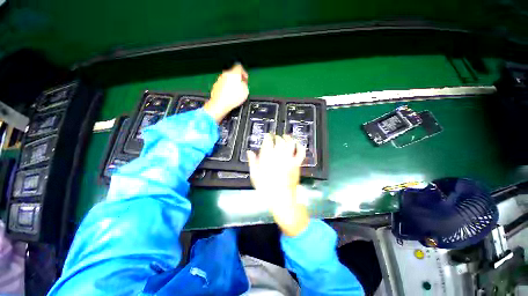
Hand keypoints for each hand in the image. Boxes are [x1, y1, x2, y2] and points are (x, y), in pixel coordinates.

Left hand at [204, 64, 248, 122]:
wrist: (220, 104)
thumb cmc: (232, 98)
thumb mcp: (245, 91)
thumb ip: (245, 84)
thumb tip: (243, 83)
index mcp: (234, 73)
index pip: (240, 67)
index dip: (244, 73)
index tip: (245, 79)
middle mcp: (225, 74)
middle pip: (233, 74)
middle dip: (238, 80)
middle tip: (241, 87)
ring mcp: (219, 80)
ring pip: (227, 79)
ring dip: (232, 84)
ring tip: (235, 93)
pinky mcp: (216, 86)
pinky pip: (223, 85)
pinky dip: (226, 89)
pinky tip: (229, 96)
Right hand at [247, 134, 309, 236]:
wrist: (282, 199)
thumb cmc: (266, 189)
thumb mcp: (255, 176)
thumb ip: (252, 162)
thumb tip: (250, 152)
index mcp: (268, 158)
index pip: (268, 142)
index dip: (268, 137)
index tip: (267, 136)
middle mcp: (279, 156)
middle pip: (279, 141)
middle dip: (277, 137)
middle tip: (276, 137)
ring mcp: (289, 159)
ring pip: (290, 143)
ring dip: (288, 138)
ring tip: (286, 136)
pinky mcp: (297, 164)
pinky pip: (300, 152)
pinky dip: (300, 146)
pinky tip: (298, 143)